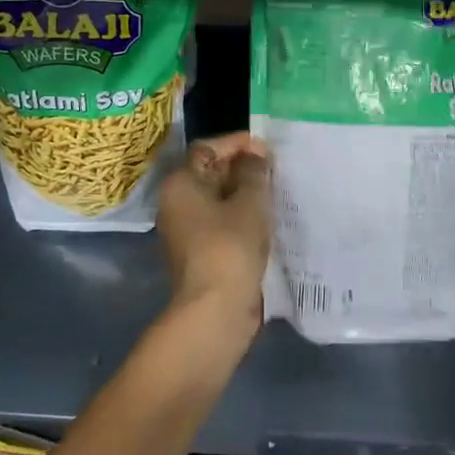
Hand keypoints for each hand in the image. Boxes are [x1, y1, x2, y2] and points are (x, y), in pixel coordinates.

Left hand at [157, 133, 272, 329]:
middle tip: (278, 170)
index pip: (208, 148)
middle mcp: (176, 203)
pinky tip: (269, 219)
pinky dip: (243, 217)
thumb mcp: (250, 202)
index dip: (238, 143)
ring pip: (219, 200)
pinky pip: (223, 223)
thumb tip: (255, 154)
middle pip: (211, 172)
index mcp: (180, 183)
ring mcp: (186, 230)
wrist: (215, 311)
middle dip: (244, 169)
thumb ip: (254, 172)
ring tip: (278, 192)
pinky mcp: (200, 253)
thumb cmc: (230, 247)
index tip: (269, 149)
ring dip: (246, 195)